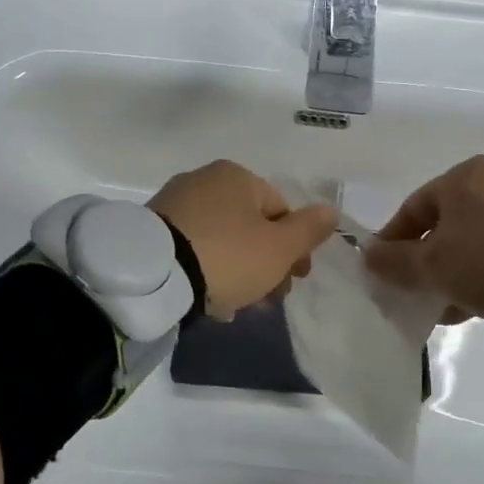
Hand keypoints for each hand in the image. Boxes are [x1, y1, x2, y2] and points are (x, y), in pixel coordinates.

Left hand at [148, 161, 338, 319]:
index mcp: (236, 176)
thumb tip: (331, 211)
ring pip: (221, 240)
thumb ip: (309, 229)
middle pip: (249, 226)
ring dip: (237, 272)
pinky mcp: (152, 229)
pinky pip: (192, 248)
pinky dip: (206, 270)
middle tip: (267, 301)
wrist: (152, 275)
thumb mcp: (279, 247)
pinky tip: (208, 299)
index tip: (296, 281)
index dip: (294, 248)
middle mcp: (203, 180)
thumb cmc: (227, 255)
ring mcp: (173, 203)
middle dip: (265, 264)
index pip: (280, 210)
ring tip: (237, 307)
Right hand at [364, 155, 483, 322]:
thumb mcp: (431, 265)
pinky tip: (478, 301)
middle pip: (444, 225)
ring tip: (448, 306)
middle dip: (426, 262)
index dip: (392, 243)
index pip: (412, 210)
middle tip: (417, 294)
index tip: (384, 274)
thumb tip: (367, 255)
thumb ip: (394, 261)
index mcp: (461, 176)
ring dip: (454, 271)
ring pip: (473, 239)